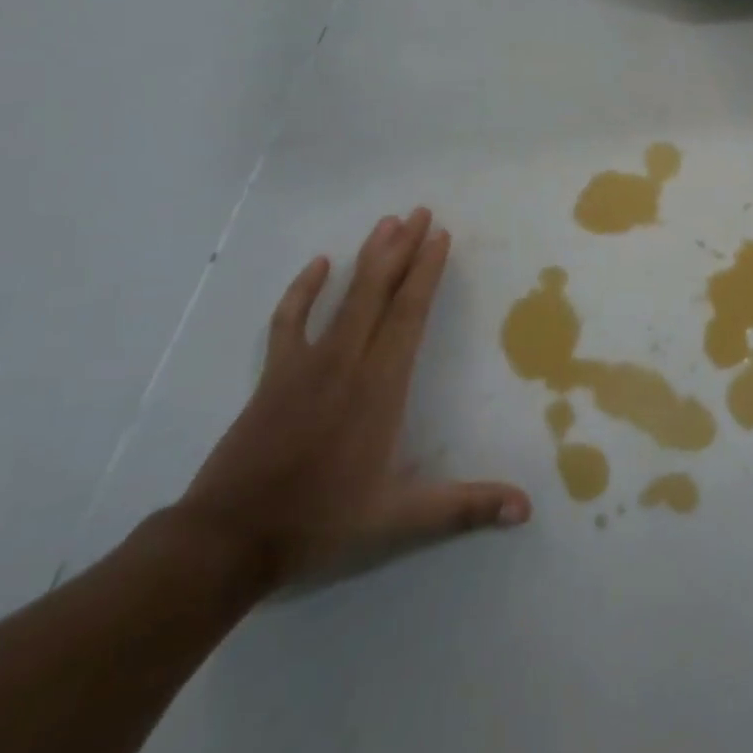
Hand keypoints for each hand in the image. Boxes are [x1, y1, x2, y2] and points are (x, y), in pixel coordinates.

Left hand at [176, 208, 530, 589]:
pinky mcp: (274, 375)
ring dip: (367, 259)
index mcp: (380, 387)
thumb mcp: (398, 519)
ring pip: (343, 298)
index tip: (440, 236)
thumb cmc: (320, 522)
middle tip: (420, 211)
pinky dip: (303, 290)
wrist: (225, 541)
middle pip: (379, 293)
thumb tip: (527, 508)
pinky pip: (290, 321)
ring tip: (386, 223)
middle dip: (402, 249)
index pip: (409, 315)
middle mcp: (346, 363)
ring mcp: (305, 365)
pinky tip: (318, 264)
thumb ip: (464, 507)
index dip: (427, 273)